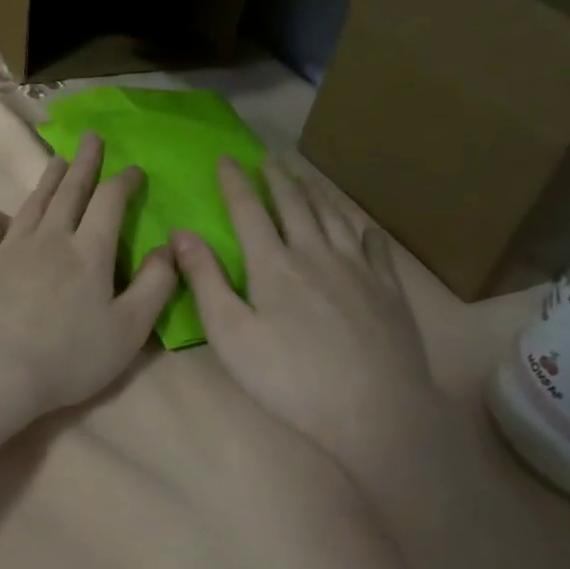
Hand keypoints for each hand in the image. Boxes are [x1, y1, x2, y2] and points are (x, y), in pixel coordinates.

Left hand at [0, 133, 176, 426]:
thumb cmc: (69, 357)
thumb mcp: (129, 330)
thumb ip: (154, 286)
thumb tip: (167, 247)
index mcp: (89, 253)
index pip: (110, 203)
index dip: (124, 182)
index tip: (134, 169)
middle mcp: (49, 240)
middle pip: (69, 193)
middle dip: (84, 164)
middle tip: (90, 138)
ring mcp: (8, 251)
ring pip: (31, 206)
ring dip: (46, 182)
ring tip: (56, 161)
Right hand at [171, 158, 441, 461]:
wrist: (373, 411)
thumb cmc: (289, 378)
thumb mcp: (230, 334)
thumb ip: (205, 280)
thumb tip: (181, 233)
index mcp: (273, 264)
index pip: (249, 210)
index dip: (235, 182)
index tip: (225, 158)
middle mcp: (317, 253)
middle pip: (295, 204)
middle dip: (277, 178)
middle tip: (268, 157)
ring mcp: (358, 268)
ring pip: (334, 216)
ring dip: (315, 192)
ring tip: (304, 177)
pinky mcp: (388, 289)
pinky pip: (374, 244)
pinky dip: (360, 226)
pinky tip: (358, 224)